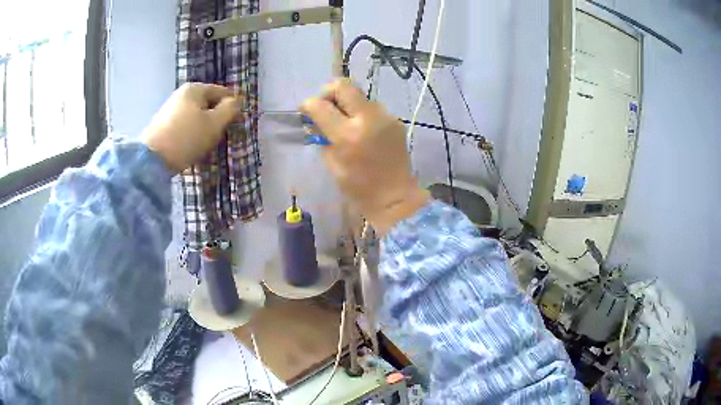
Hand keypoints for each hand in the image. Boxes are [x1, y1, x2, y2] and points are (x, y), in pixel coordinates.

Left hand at [142, 83, 241, 171]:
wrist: (151, 160)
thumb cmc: (187, 138)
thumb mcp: (214, 123)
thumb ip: (230, 109)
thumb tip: (237, 100)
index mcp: (195, 89)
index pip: (223, 92)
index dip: (233, 107)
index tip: (238, 124)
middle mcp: (181, 94)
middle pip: (208, 104)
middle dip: (217, 119)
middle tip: (221, 137)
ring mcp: (170, 109)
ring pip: (196, 116)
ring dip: (204, 128)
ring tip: (206, 145)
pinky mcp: (163, 124)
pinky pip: (184, 125)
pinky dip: (191, 133)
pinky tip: (191, 147)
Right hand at [301, 79, 428, 234]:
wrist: (395, 197)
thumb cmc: (359, 189)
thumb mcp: (333, 165)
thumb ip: (322, 137)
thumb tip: (314, 120)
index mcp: (348, 136)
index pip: (321, 105)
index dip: (308, 104)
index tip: (305, 110)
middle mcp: (368, 119)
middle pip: (343, 85)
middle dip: (328, 92)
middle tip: (325, 107)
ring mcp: (385, 117)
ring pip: (359, 95)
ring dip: (346, 103)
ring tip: (344, 122)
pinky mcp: (396, 120)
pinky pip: (372, 107)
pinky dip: (361, 113)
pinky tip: (361, 129)